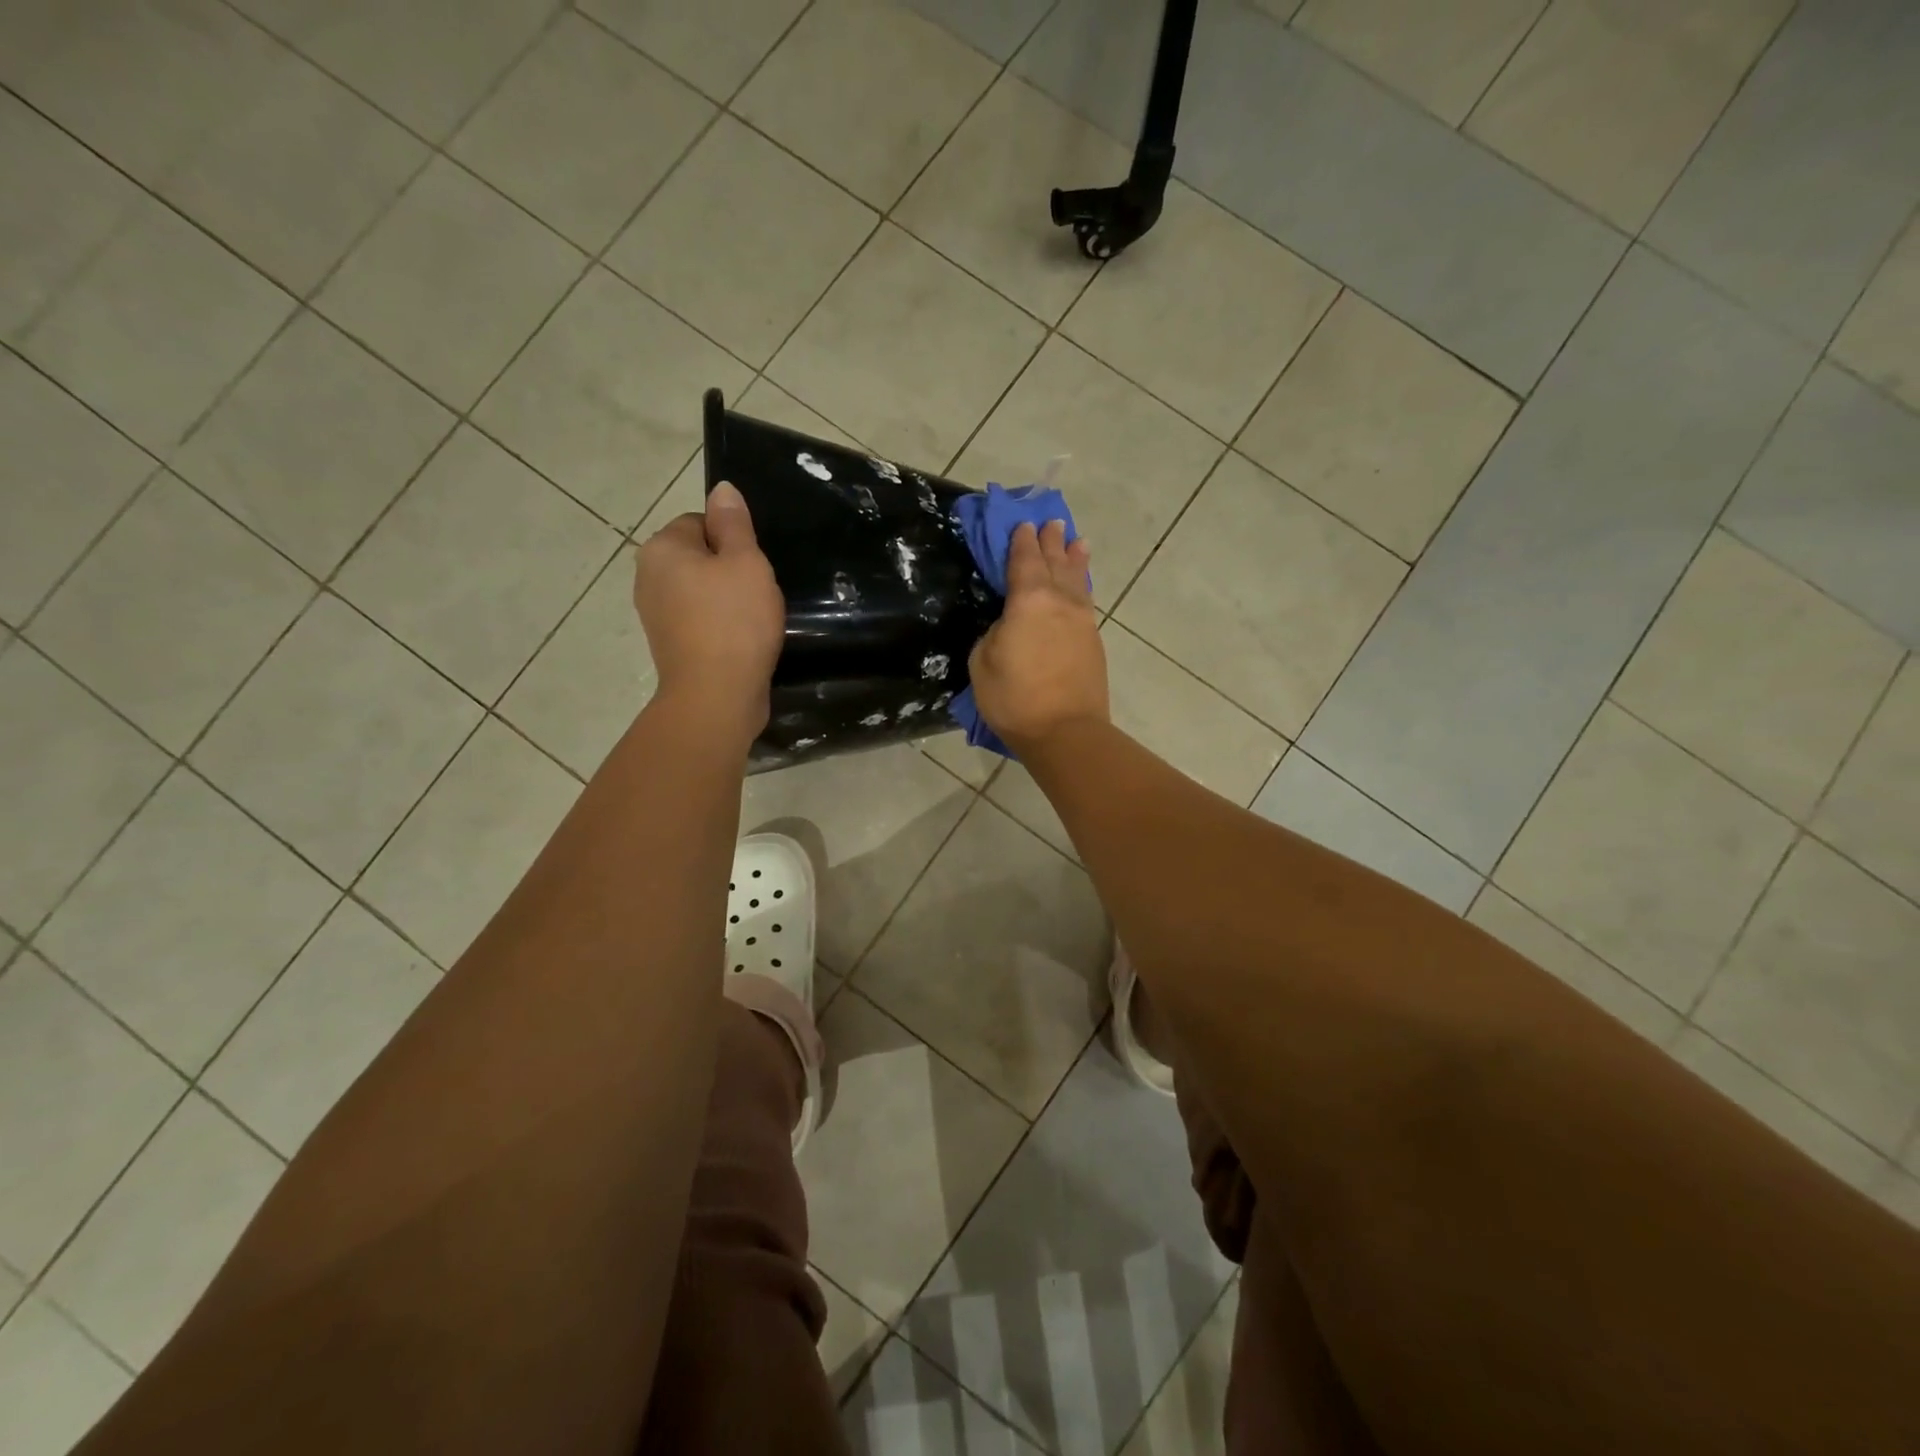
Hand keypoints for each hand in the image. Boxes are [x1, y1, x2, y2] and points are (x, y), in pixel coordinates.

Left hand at [633, 482, 783, 737]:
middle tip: (759, 593)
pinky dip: (720, 626)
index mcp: (661, 548)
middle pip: (699, 557)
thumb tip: (722, 489)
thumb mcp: (745, 562)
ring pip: (701, 591)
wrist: (716, 695)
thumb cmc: (734, 621)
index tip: (755, 566)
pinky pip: (700, 621)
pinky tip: (742, 640)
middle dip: (729, 571)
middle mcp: (648, 577)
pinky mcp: (669, 645)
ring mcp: (655, 614)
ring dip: (727, 601)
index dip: (734, 541)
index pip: (701, 522)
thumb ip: (734, 523)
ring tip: (754, 620)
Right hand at [967, 521, 1105, 755]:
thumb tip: (1009, 625)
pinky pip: (1086, 600)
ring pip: (1077, 579)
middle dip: (1051, 541)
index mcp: (1028, 600)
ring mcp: (1081, 620)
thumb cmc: (1014, 698)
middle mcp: (1059, 601)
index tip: (1021, 524)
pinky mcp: (1093, 641)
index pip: (1024, 560)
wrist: (1065, 731)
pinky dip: (1083, 585)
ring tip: (1077, 542)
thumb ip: (995, 632)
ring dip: (1075, 558)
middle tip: (1051, 522)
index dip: (1020, 541)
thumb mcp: (983, 661)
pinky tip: (1082, 585)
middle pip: (1055, 562)